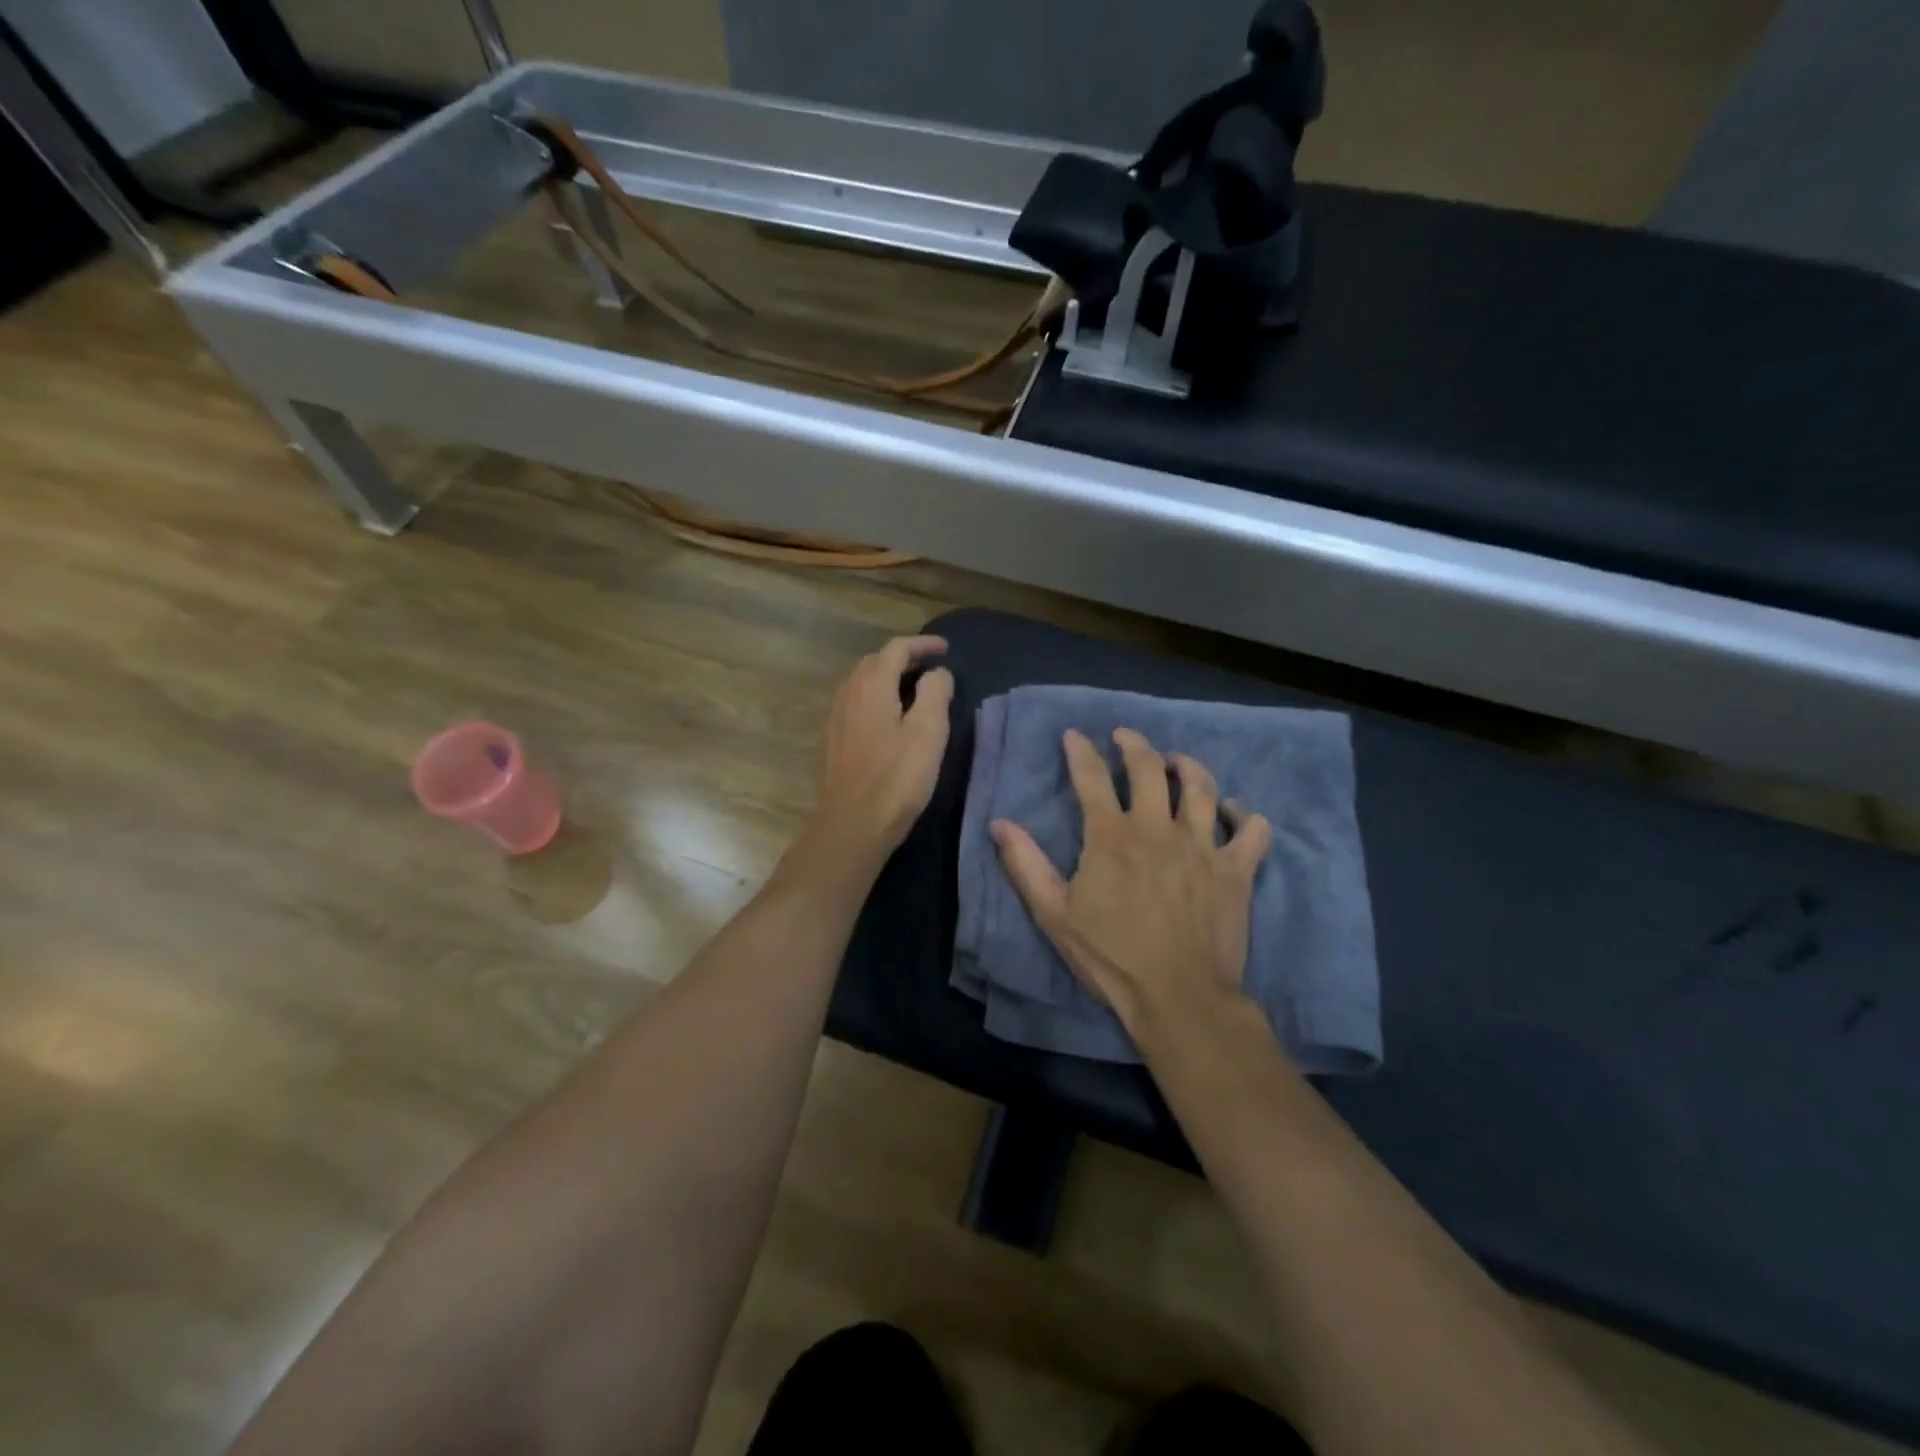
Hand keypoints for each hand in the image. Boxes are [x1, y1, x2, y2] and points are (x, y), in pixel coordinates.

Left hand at [795, 635, 953, 880]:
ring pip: (860, 684)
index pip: (896, 649)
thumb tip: (937, 673)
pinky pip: (854, 705)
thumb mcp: (928, 733)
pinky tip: (887, 720)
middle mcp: (847, 694)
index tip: (945, 649)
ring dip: (886, 679)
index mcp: (872, 686)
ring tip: (911, 690)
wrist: (850, 826)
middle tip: (930, 668)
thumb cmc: (896, 779)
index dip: (922, 644)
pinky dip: (875, 699)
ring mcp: (835, 719)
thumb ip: (935, 693)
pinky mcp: (831, 742)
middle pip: (874, 662)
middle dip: (903, 658)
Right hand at [991, 728, 1271, 1037]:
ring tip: (1178, 762)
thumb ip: (1026, 865)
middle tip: (1125, 737)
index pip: (1092, 778)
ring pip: (1202, 787)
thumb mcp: (1054, 915)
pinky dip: (1244, 815)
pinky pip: (1252, 829)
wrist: (1178, 998)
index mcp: (1112, 837)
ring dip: (1188, 766)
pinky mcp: (1236, 870)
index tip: (1074, 736)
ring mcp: (1202, 847)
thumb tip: (999, 823)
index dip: (1081, 751)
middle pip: (1149, 768)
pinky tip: (1232, 813)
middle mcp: (1158, 829)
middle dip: (1134, 744)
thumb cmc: (1111, 957)